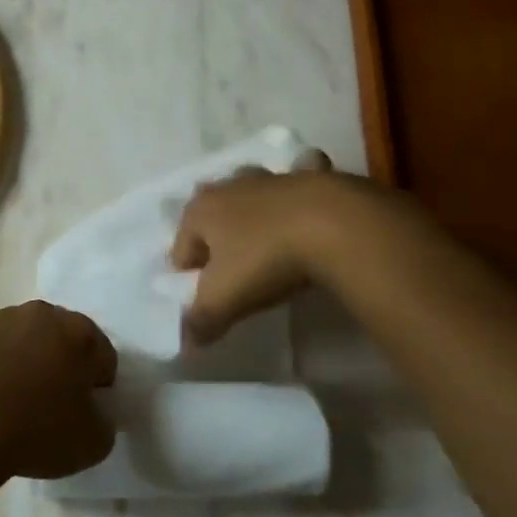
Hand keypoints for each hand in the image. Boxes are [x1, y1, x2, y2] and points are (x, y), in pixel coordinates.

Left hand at [0, 302, 117, 481]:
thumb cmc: (37, 432)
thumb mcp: (94, 443)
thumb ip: (103, 419)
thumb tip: (90, 410)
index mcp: (80, 334)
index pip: (102, 357)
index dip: (96, 387)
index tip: (81, 413)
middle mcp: (41, 313)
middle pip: (59, 338)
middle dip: (57, 365)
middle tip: (46, 406)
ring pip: (17, 337)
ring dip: (18, 360)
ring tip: (5, 404)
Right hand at [171, 165, 389, 343]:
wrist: (335, 225)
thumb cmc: (266, 259)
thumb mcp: (225, 299)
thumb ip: (201, 321)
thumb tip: (188, 341)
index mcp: (200, 210)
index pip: (180, 249)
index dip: (190, 277)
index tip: (210, 300)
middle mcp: (230, 186)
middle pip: (212, 216)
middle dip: (217, 239)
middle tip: (236, 272)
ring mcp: (271, 177)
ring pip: (251, 193)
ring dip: (253, 213)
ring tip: (268, 244)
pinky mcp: (310, 174)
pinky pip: (299, 180)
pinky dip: (300, 190)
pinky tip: (308, 211)